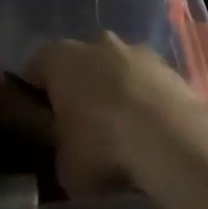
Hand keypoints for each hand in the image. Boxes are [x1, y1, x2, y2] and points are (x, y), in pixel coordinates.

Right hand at [26, 34, 207, 197]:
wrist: (172, 140)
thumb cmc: (103, 147)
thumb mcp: (63, 166)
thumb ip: (55, 149)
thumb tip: (57, 147)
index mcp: (59, 58)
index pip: (35, 68)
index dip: (35, 97)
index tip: (41, 126)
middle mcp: (94, 42)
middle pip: (78, 64)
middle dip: (78, 91)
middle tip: (81, 132)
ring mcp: (134, 50)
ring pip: (114, 70)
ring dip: (114, 94)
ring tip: (121, 137)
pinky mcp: (167, 66)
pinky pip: (145, 83)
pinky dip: (144, 102)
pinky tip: (149, 136)